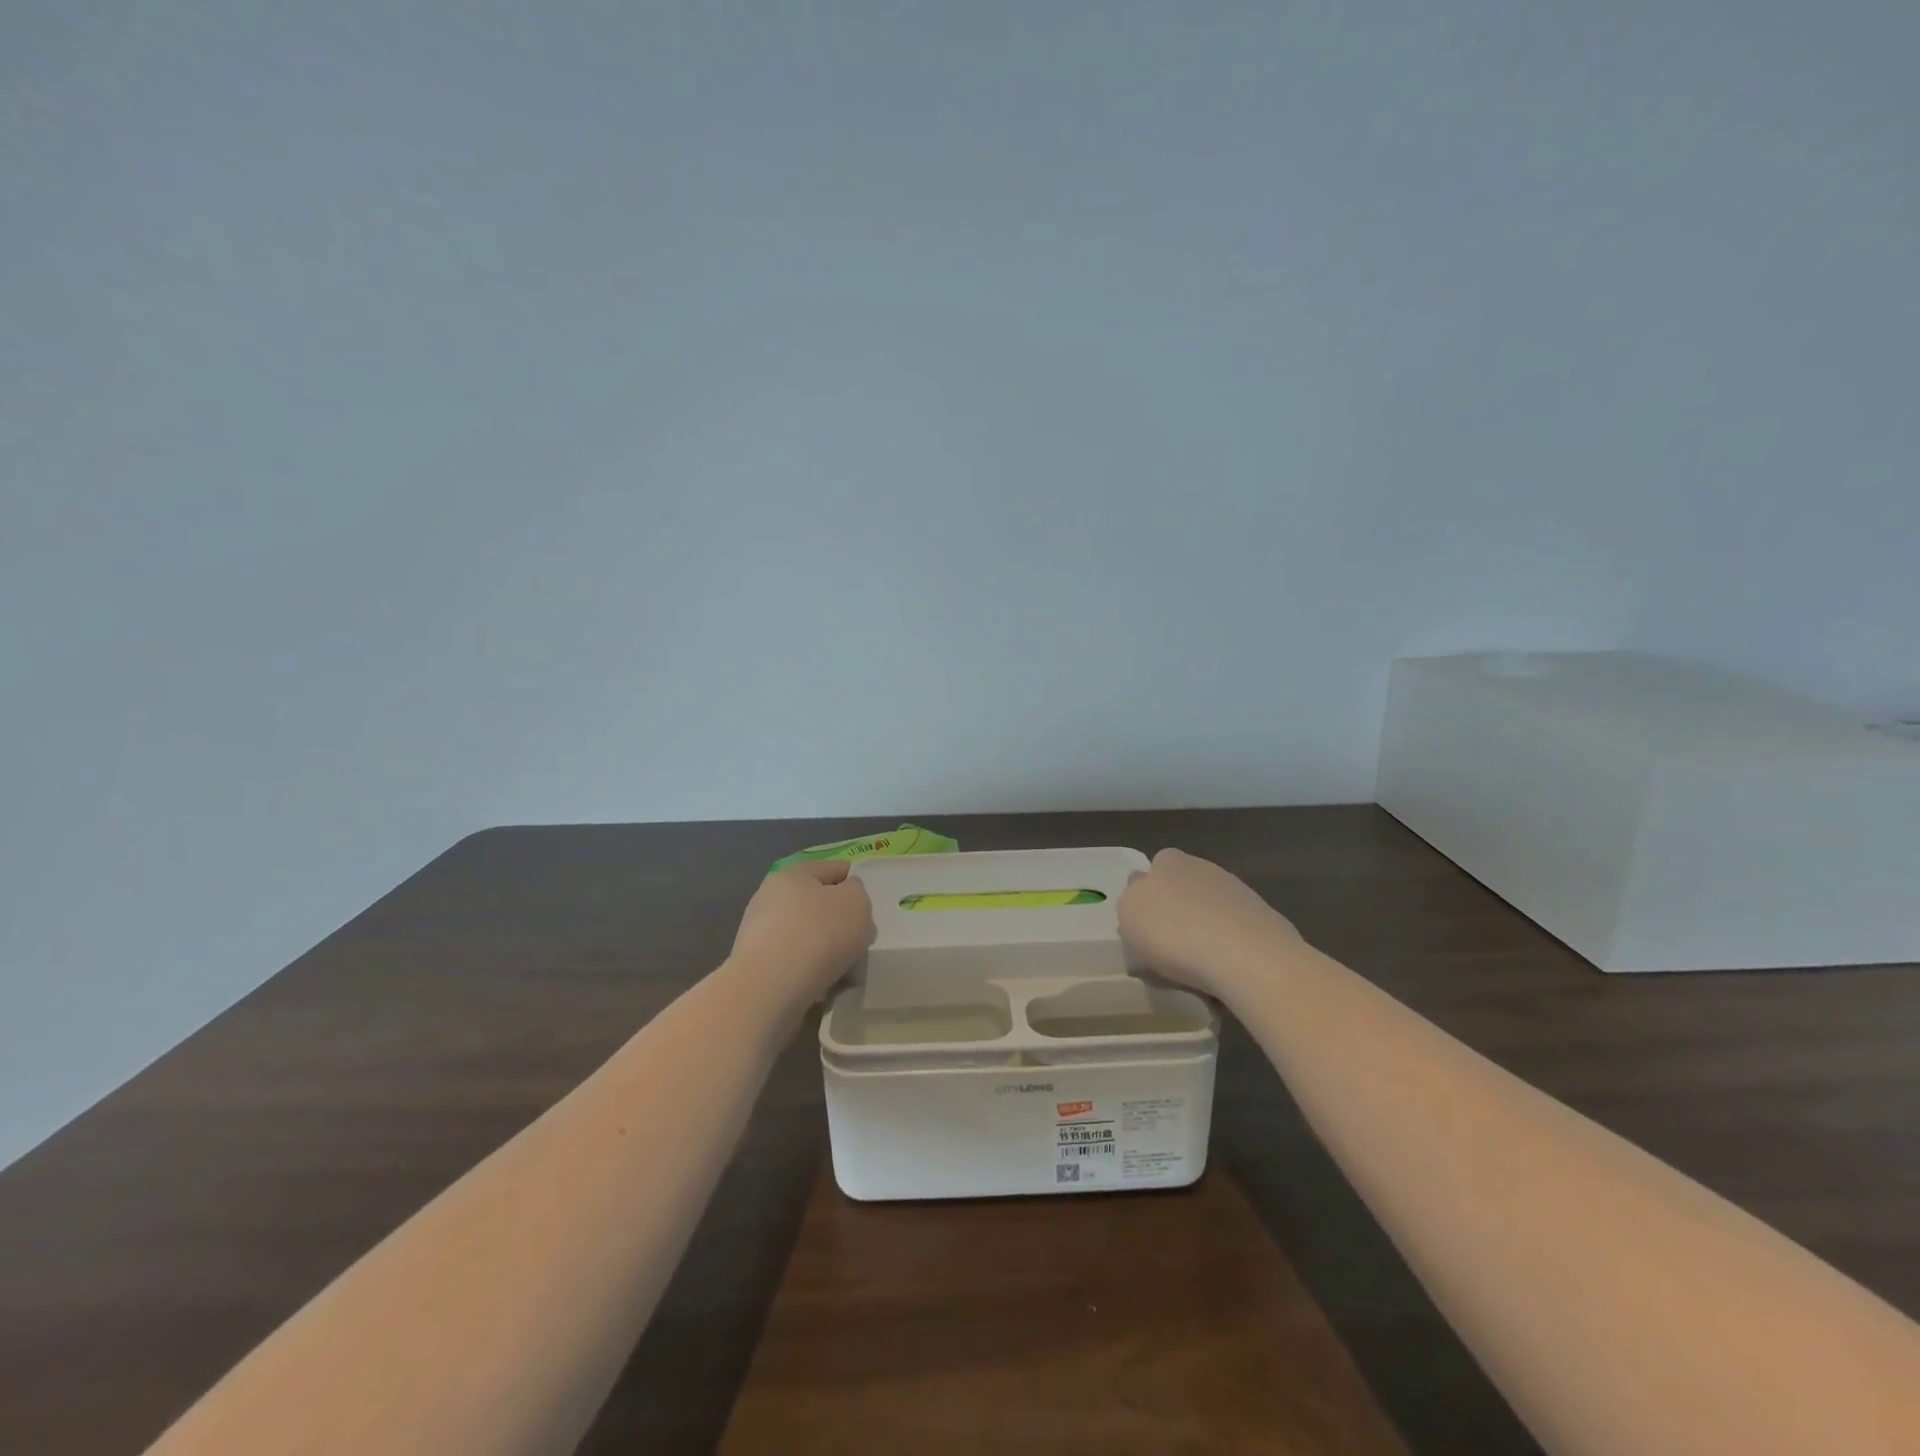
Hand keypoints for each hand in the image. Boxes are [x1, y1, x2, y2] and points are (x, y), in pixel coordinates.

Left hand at [731, 860, 874, 998]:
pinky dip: (810, 970)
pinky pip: (794, 962)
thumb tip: (844, 898)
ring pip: (806, 935)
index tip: (867, 907)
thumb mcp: (856, 902)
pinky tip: (823, 985)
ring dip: (825, 949)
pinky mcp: (756, 966)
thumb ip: (857, 893)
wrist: (771, 988)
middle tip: (859, 940)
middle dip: (839, 921)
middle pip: (817, 904)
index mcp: (793, 873)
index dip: (854, 884)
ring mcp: (759, 933)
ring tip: (844, 970)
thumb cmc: (819, 933)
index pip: (833, 868)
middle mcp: (770, 897)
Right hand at [1117, 848, 1302, 998]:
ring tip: (1197, 972)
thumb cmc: (1174, 933)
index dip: (1148, 896)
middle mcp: (1205, 869)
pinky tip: (1224, 977)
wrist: (1248, 959)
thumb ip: (1131, 898)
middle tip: (1168, 949)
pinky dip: (1228, 953)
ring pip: (1211, 914)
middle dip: (1177, 913)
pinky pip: (1235, 937)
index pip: (1155, 869)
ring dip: (1203, 934)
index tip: (1144, 927)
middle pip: (1184, 890)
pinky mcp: (1265, 922)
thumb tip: (1142, 895)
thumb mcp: (1129, 913)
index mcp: (1169, 862)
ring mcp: (1239, 893)